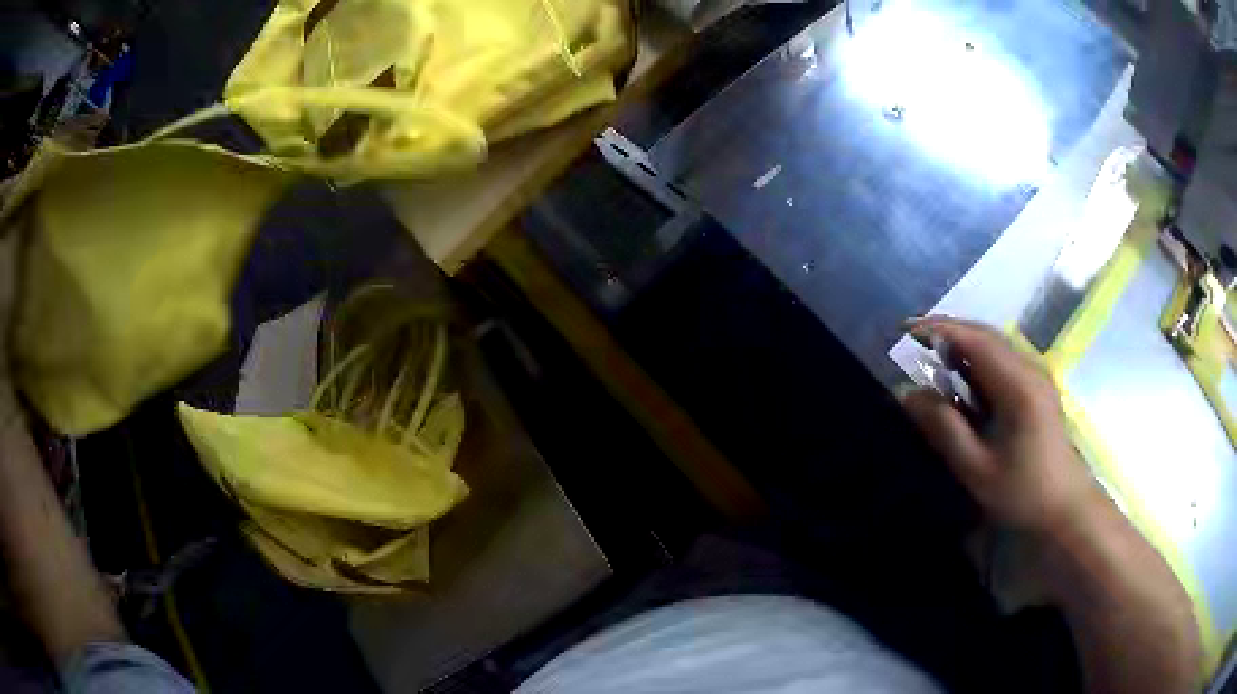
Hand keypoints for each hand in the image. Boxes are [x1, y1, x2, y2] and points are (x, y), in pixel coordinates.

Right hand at [899, 316, 1097, 535]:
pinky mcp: (1039, 386)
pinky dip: (979, 357)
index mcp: (1017, 386)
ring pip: (996, 343)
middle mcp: (1030, 369)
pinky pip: (1005, 358)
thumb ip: (943, 428)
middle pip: (986, 334)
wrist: (1065, 506)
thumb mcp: (976, 469)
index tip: (905, 330)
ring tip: (933, 356)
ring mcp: (1038, 375)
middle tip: (913, 340)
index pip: (975, 340)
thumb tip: (907, 394)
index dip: (939, 329)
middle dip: (949, 330)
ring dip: (964, 342)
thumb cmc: (1022, 492)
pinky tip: (965, 377)